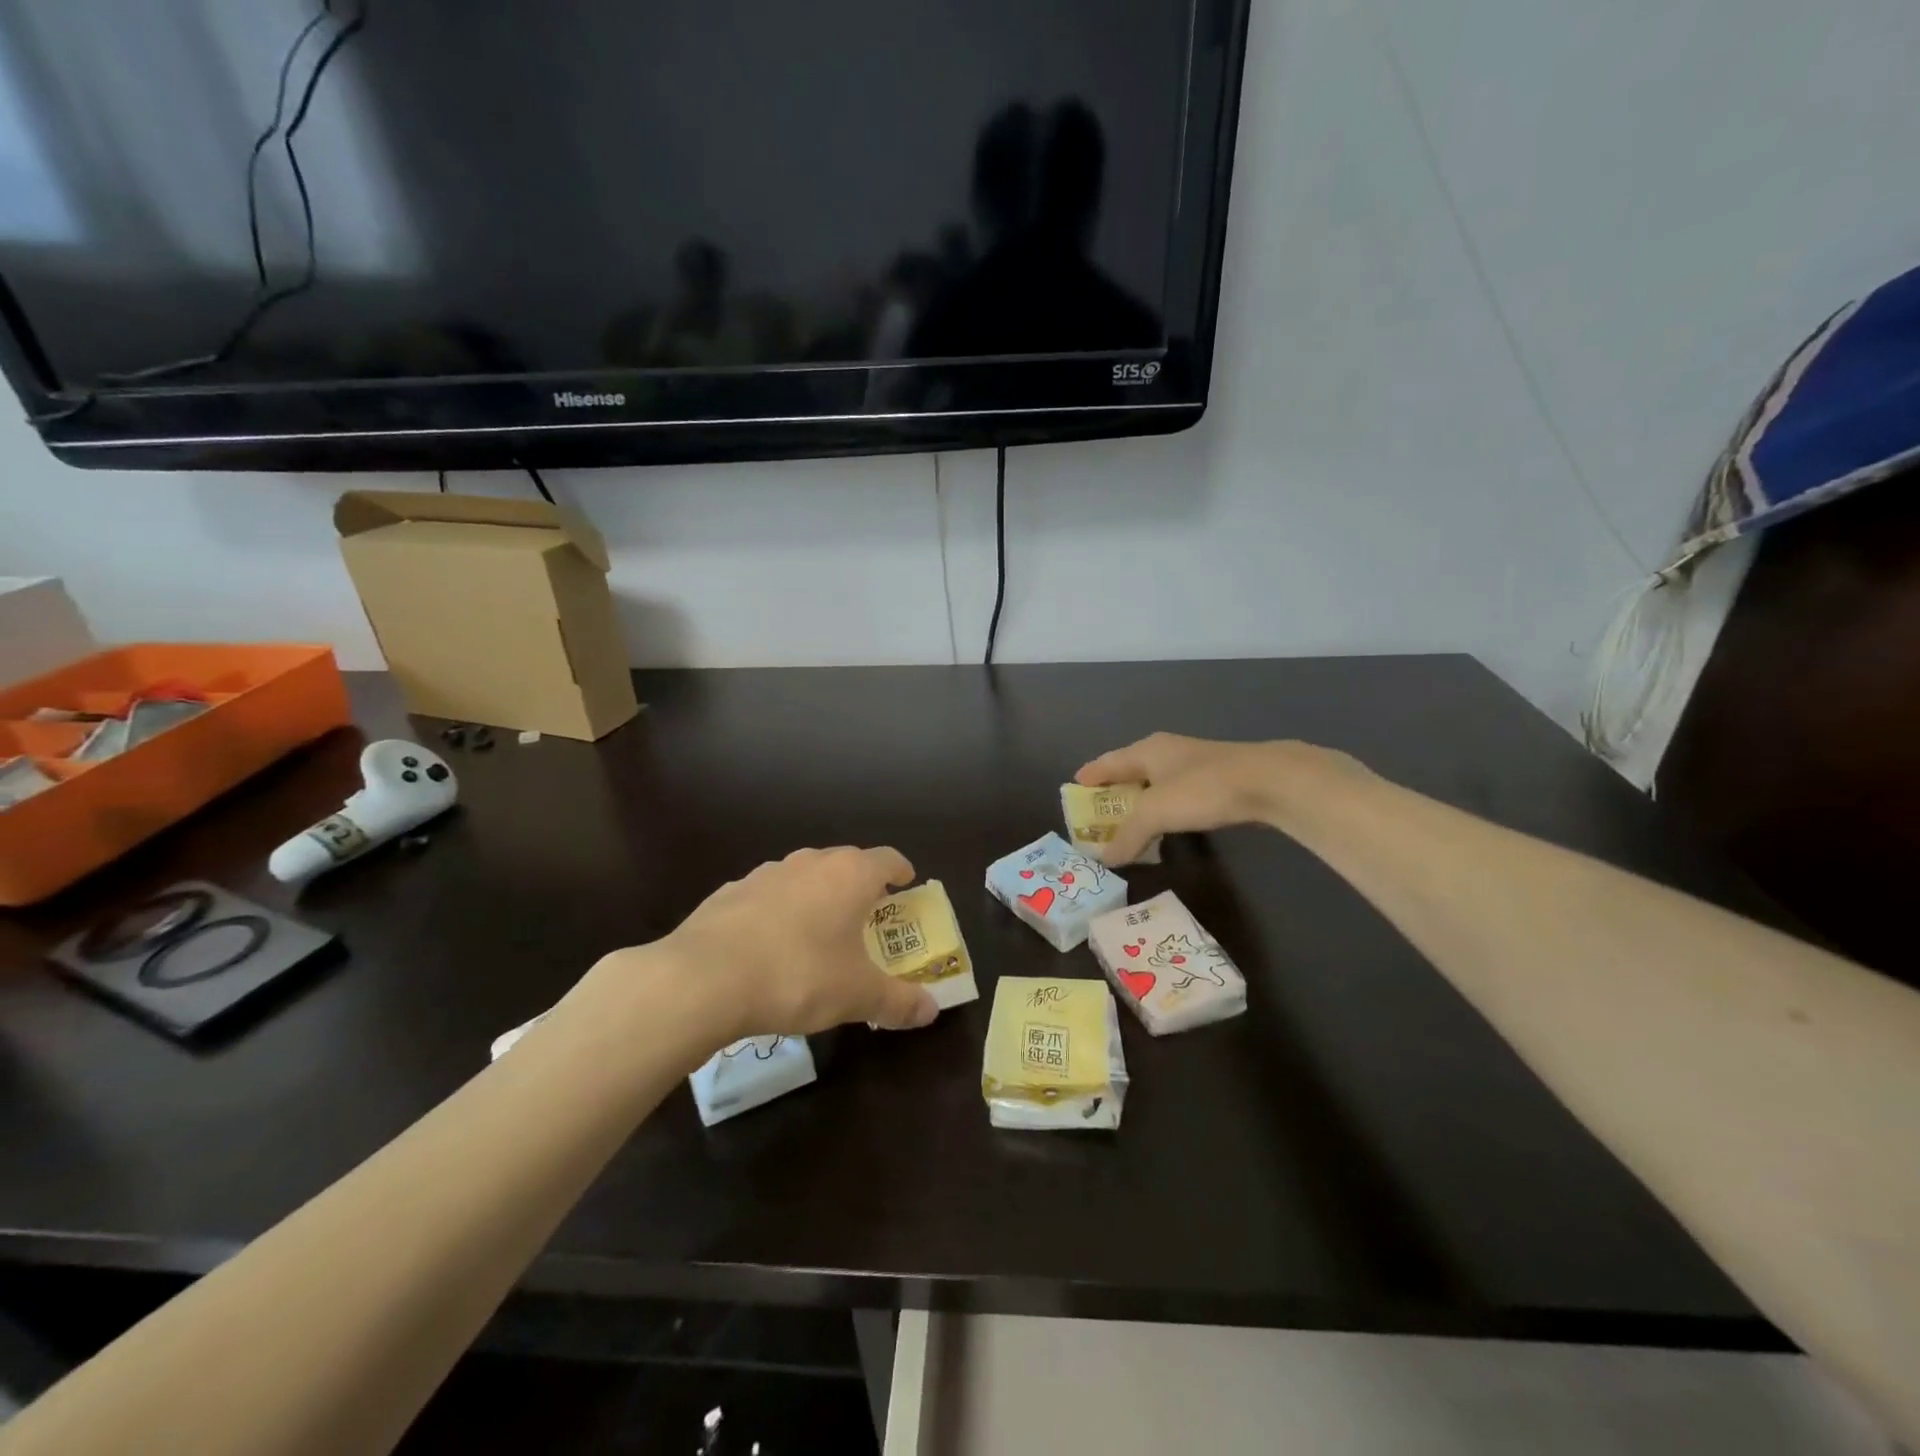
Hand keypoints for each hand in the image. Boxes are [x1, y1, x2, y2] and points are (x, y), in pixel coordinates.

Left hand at [653, 846, 939, 1042]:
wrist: (703, 978)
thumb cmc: (798, 975)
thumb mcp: (857, 996)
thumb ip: (898, 1001)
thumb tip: (932, 1011)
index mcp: (849, 875)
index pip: (887, 858)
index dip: (901, 870)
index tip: (906, 884)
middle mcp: (810, 863)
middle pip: (845, 863)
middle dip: (859, 886)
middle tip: (867, 916)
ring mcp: (766, 874)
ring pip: (804, 877)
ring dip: (817, 896)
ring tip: (818, 932)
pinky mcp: (730, 892)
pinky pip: (767, 896)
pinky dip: (778, 912)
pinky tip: (769, 946)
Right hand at [1075, 733, 1363, 863]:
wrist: (1269, 781)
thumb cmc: (1202, 789)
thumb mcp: (1156, 813)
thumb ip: (1128, 836)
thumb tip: (1106, 858)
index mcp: (1147, 750)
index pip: (1108, 762)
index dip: (1090, 776)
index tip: (1074, 789)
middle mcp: (1166, 752)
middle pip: (1130, 770)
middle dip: (1113, 791)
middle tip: (1097, 813)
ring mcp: (1193, 764)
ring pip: (1155, 783)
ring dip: (1140, 802)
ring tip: (1128, 823)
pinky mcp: (1216, 780)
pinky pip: (1176, 794)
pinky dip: (1164, 809)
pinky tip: (1167, 824)